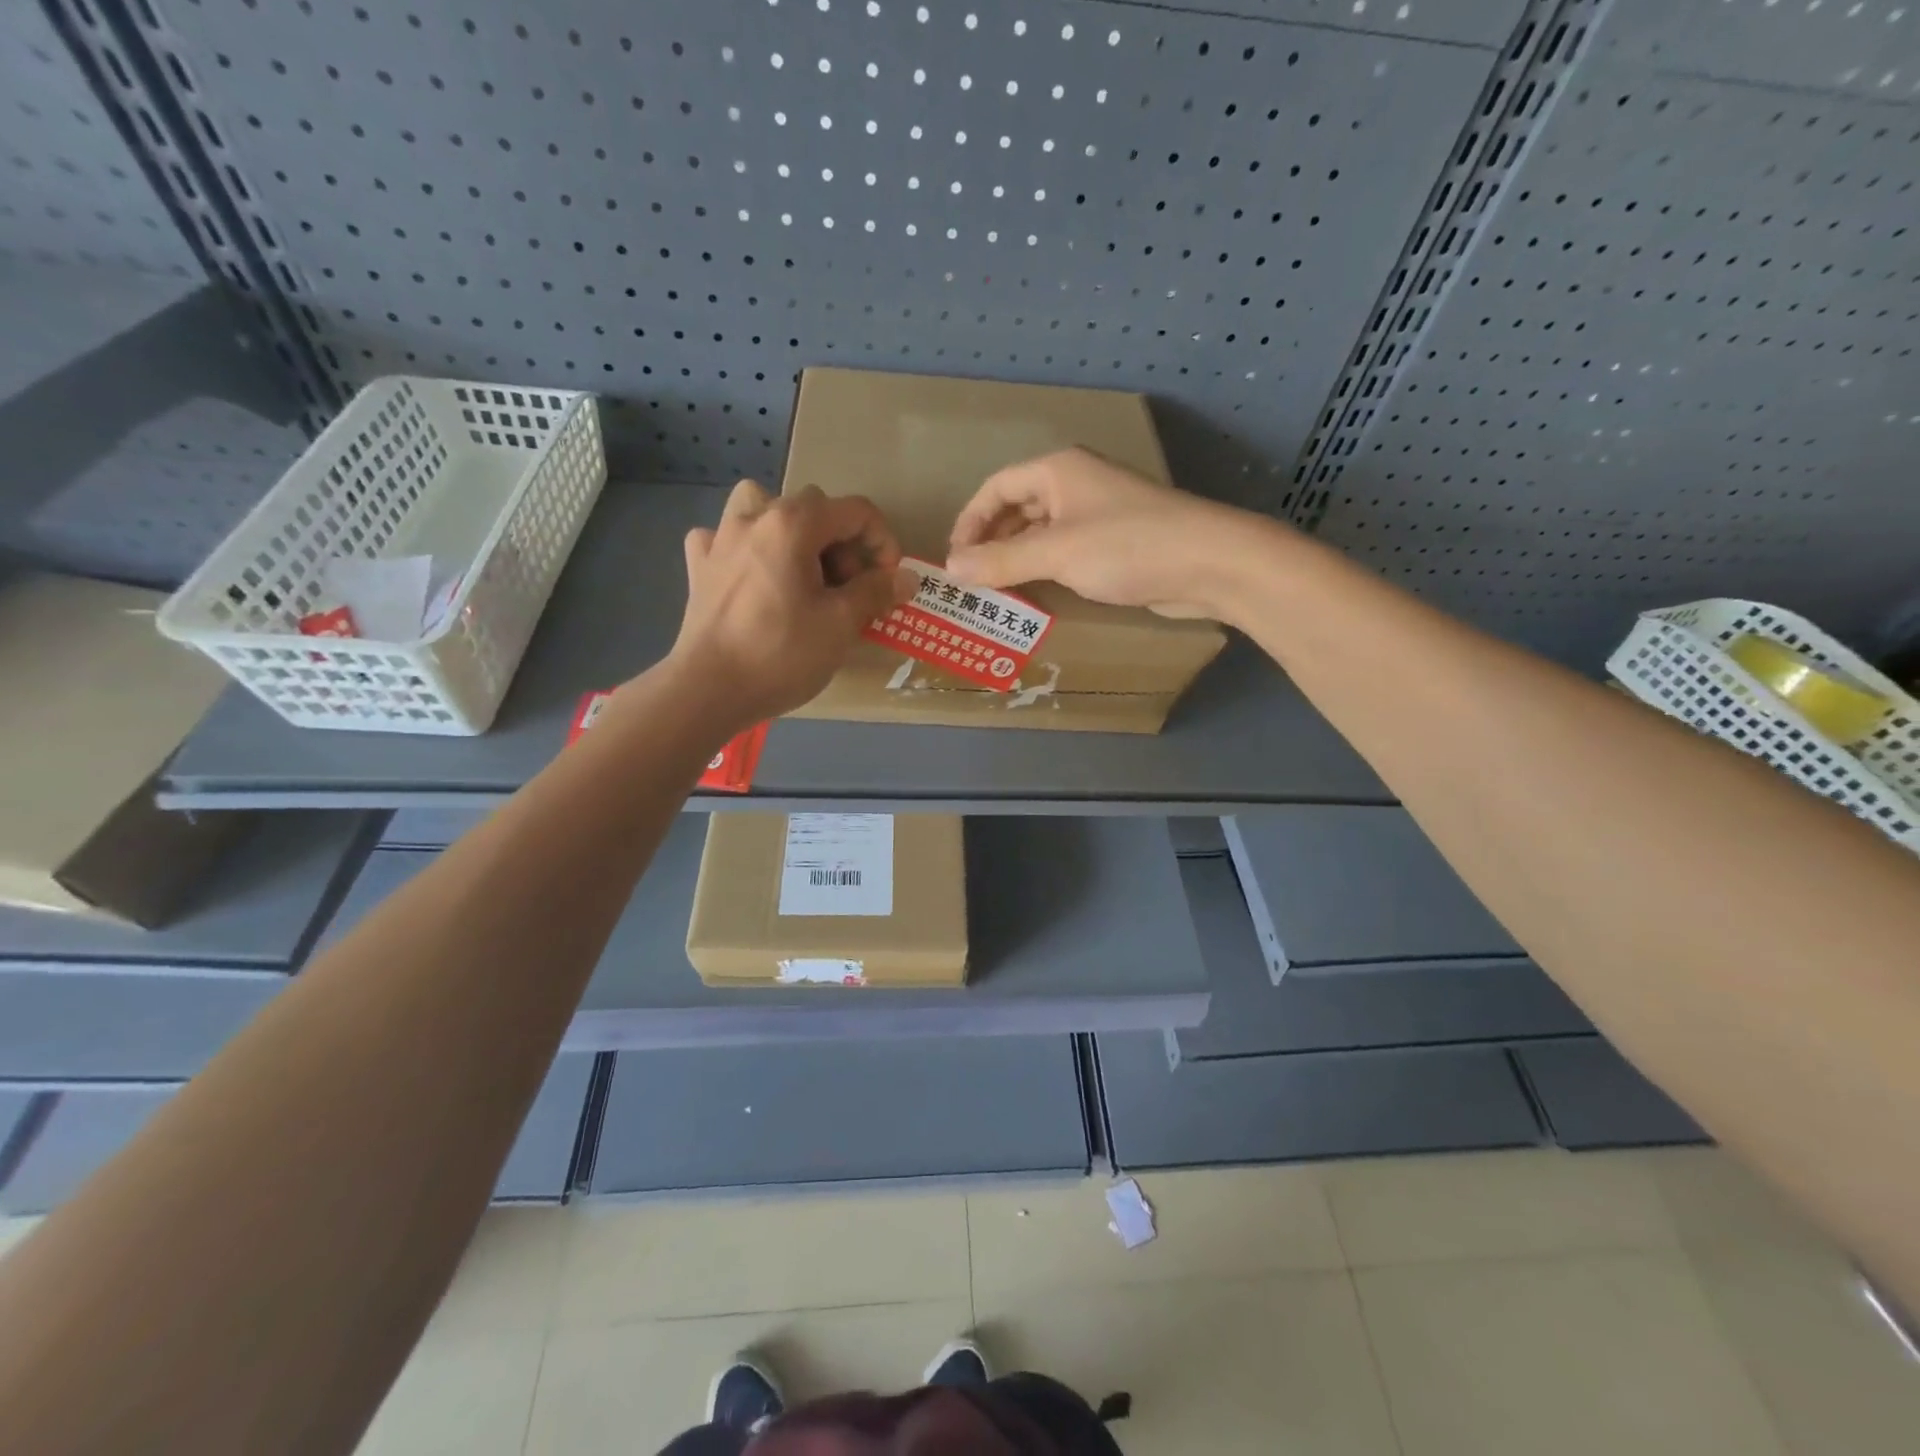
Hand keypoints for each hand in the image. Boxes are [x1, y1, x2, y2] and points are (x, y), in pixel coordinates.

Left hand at [665, 480, 911, 726]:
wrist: (709, 689)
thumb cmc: (781, 654)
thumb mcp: (841, 624)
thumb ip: (876, 592)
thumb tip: (906, 577)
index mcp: (793, 524)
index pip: (856, 511)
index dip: (883, 543)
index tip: (888, 582)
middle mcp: (755, 517)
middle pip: (815, 508)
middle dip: (842, 544)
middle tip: (848, 590)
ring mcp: (720, 538)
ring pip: (764, 507)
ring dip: (791, 530)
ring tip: (800, 569)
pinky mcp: (700, 566)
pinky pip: (727, 538)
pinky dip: (746, 549)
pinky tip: (752, 577)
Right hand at [944, 448, 1251, 617]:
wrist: (1207, 563)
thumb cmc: (1126, 546)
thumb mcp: (1055, 552)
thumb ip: (1001, 560)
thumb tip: (951, 568)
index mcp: (1057, 471)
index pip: (997, 487)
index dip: (970, 521)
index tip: (954, 559)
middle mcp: (1075, 485)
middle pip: (1017, 508)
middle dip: (991, 542)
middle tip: (971, 580)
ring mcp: (1097, 514)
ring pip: (1041, 533)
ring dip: (1016, 559)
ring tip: (995, 592)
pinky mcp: (1114, 544)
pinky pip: (1065, 552)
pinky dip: (1044, 569)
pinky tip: (1035, 594)